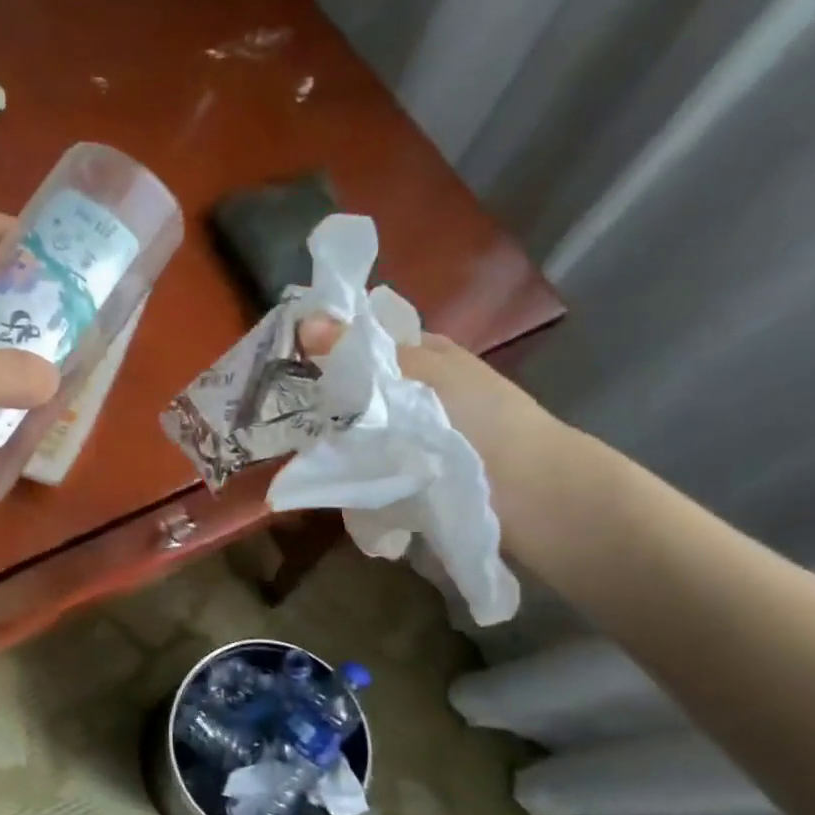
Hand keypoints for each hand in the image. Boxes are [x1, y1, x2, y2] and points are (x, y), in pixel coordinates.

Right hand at [298, 316, 578, 551]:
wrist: (530, 494)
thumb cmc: (481, 419)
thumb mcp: (420, 372)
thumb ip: (360, 350)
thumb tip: (306, 319)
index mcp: (424, 354)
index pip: (365, 338)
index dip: (328, 342)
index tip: (287, 355)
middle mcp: (416, 390)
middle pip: (356, 385)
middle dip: (325, 395)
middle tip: (283, 405)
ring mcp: (409, 435)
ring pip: (356, 427)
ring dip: (333, 436)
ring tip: (295, 444)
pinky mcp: (404, 475)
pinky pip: (364, 464)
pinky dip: (347, 468)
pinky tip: (324, 472)